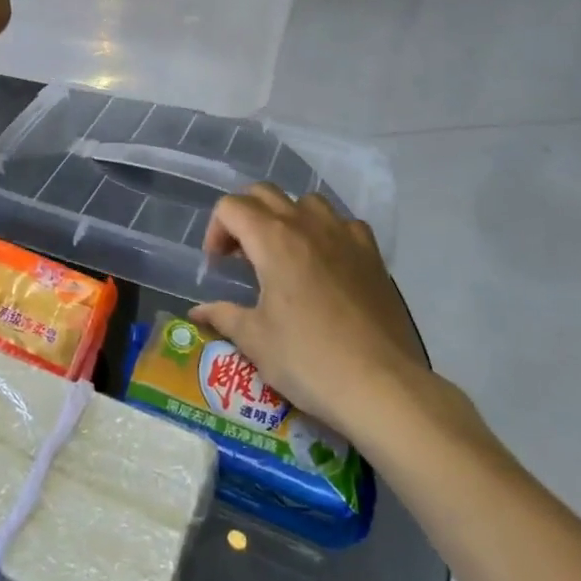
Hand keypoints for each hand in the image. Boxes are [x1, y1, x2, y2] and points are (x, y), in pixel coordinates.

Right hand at [191, 185, 437, 441]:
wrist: (383, 386)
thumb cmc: (309, 360)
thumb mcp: (255, 341)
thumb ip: (223, 316)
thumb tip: (198, 312)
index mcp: (272, 239)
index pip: (231, 207)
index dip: (215, 230)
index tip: (218, 265)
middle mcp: (307, 225)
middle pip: (264, 194)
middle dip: (244, 216)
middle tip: (241, 255)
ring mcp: (344, 235)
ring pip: (306, 202)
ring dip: (286, 218)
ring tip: (283, 254)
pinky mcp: (372, 254)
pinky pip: (343, 224)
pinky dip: (326, 233)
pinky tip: (326, 264)